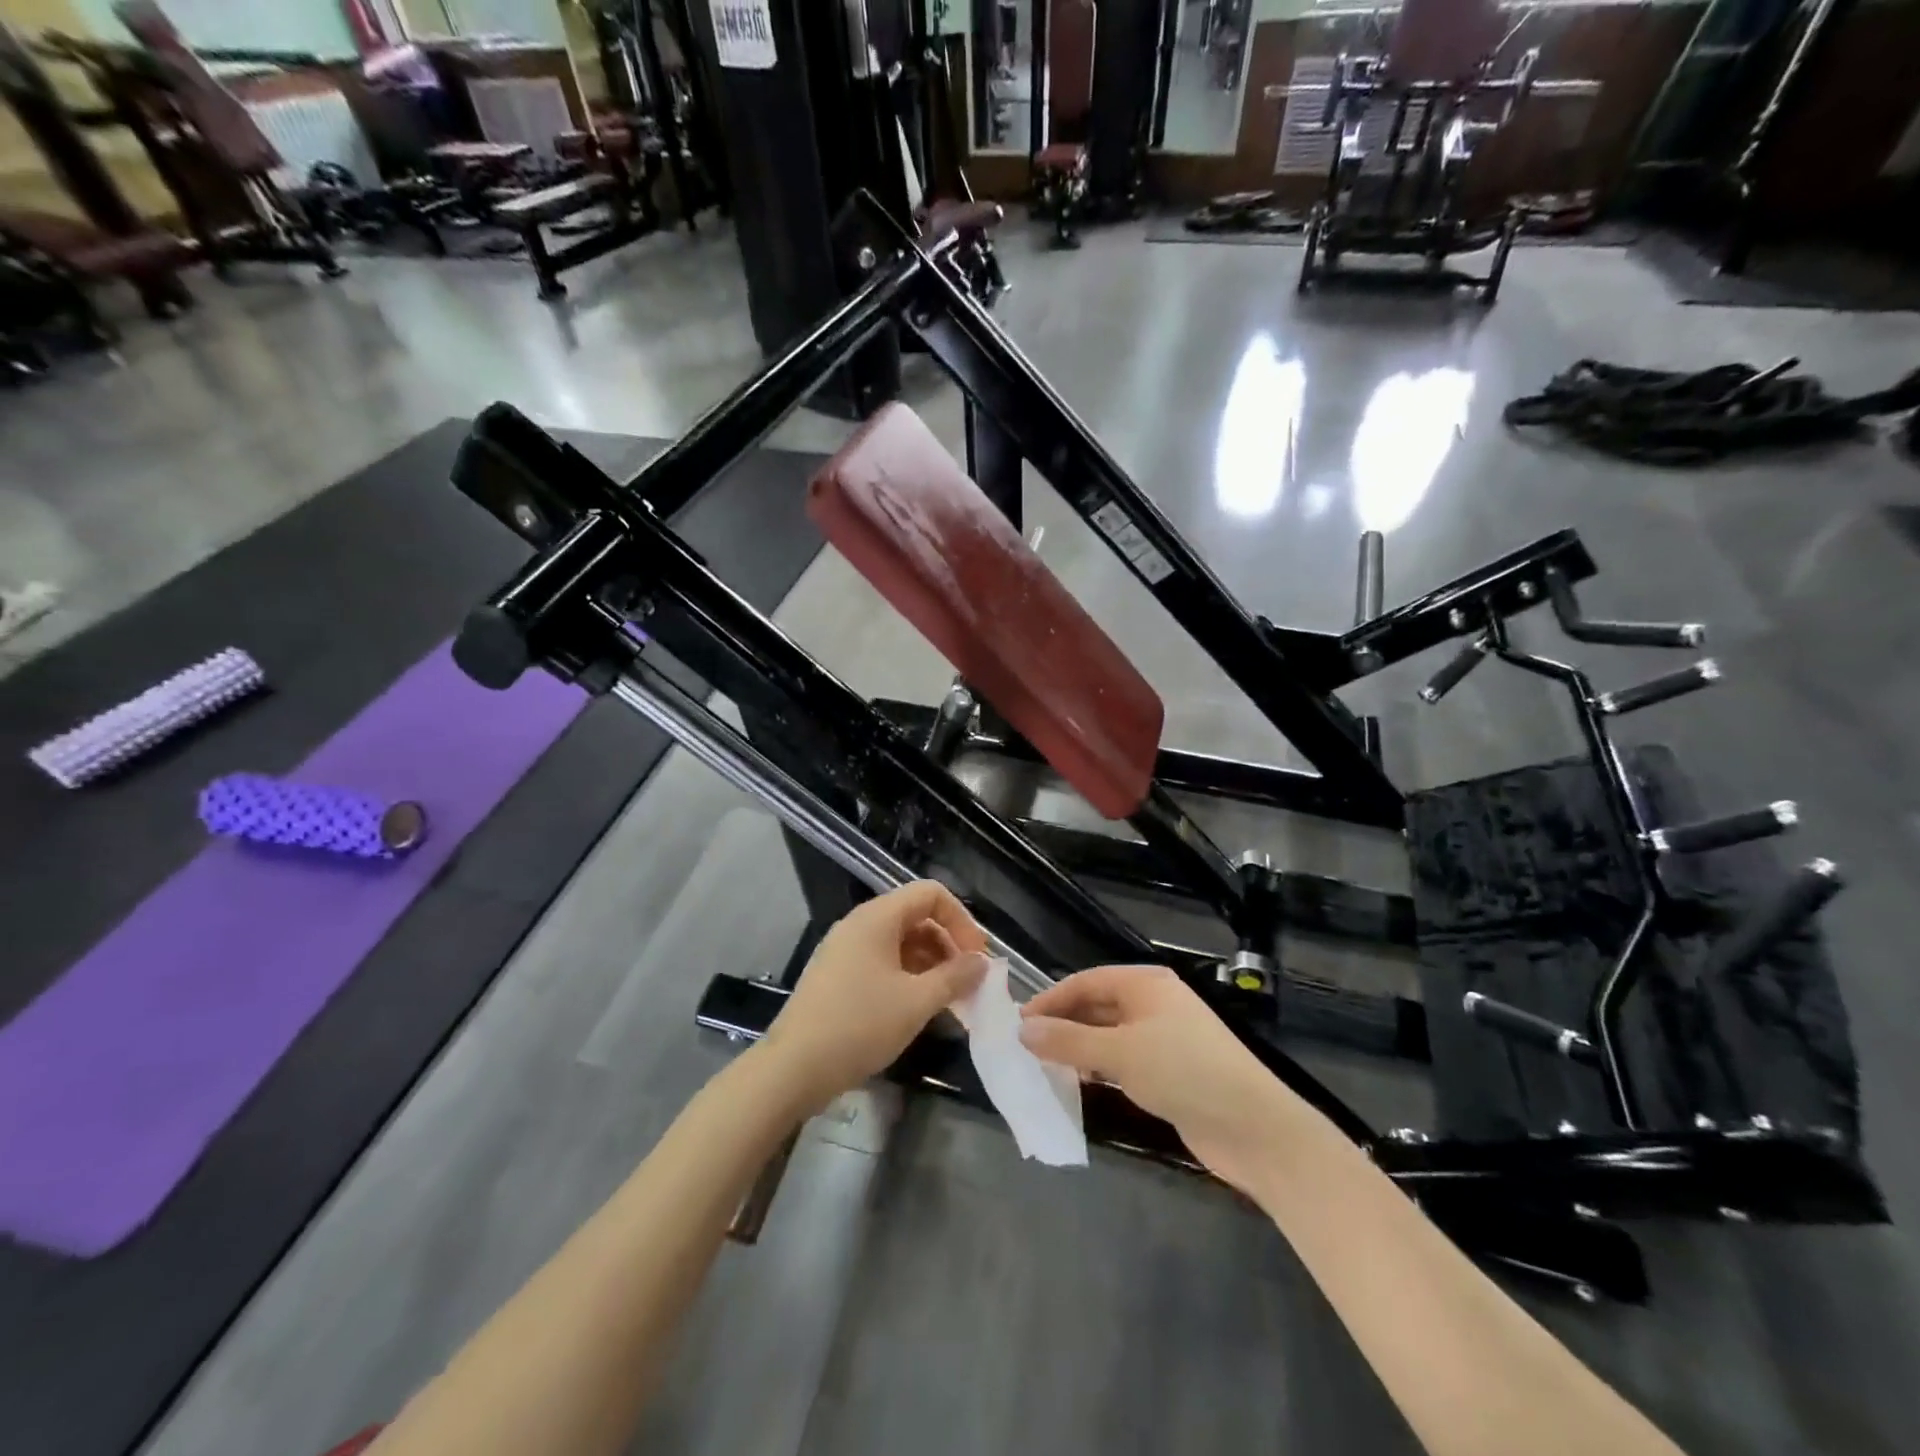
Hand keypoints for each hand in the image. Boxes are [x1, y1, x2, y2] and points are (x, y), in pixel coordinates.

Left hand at [761, 881, 988, 1112]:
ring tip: (950, 999)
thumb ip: (955, 977)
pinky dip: (908, 976)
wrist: (793, 1068)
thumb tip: (982, 963)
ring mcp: (845, 950)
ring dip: (930, 963)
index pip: (931, 894)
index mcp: (877, 917)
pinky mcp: (837, 975)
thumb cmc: (859, 1026)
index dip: (961, 920)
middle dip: (948, 944)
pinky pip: (882, 962)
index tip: (977, 956)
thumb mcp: (917, 1002)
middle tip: (969, 982)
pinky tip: (919, 1007)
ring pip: (900, 942)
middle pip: (916, 916)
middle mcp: (860, 924)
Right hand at [1019, 964, 1307, 1193]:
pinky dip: (1099, 1068)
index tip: (1018, 1023)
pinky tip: (1080, 1085)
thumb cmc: (1184, 1072)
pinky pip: (1123, 1060)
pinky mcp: (1169, 1071)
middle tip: (1026, 1047)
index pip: (1086, 982)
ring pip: (1108, 1035)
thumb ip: (1069, 1040)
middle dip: (1063, 1024)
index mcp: (1145, 984)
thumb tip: (1023, 1029)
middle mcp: (1153, 1004)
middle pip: (1097, 1006)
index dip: (1051, 1000)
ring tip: (1044, 1067)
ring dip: (1078, 1048)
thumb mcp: (1120, 1052)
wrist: (1253, 1127)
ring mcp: (1163, 1038)